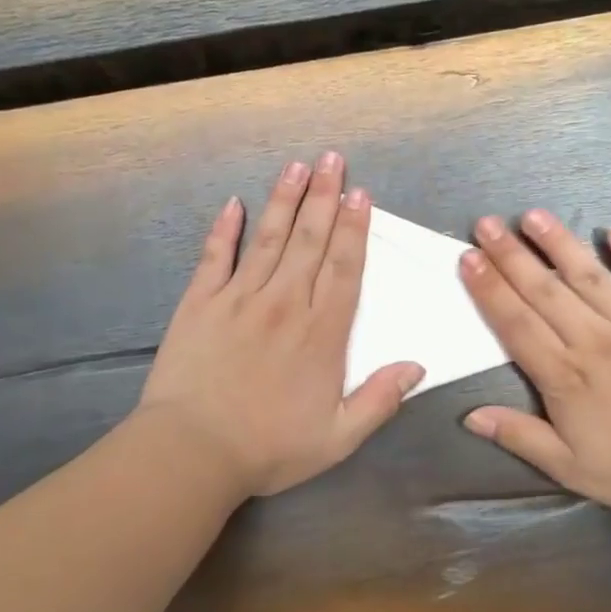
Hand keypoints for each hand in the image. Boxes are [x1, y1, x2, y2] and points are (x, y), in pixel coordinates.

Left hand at [137, 153, 423, 499]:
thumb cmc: (270, 448)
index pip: (344, 269)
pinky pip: (215, 257)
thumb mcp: (339, 438)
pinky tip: (233, 204)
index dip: (354, 229)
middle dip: (324, 197)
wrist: (193, 452)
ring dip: (285, 200)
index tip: (361, 194)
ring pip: (269, 239)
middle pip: (310, 241)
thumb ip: (380, 399)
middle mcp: (285, 304)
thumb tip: (416, 365)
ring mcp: (239, 299)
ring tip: (297, 167)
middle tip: (333, 159)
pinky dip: (224, 229)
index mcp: (321, 333)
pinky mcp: (200, 303)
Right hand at [459, 210, 610, 517]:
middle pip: (544, 291)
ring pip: (590, 275)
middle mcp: (594, 339)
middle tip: (485, 224)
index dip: (489, 290)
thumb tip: (470, 415)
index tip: (468, 259)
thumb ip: (521, 437)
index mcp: (565, 375)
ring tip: (533, 216)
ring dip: (559, 244)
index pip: (516, 324)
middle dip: (511, 256)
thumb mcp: (571, 468)